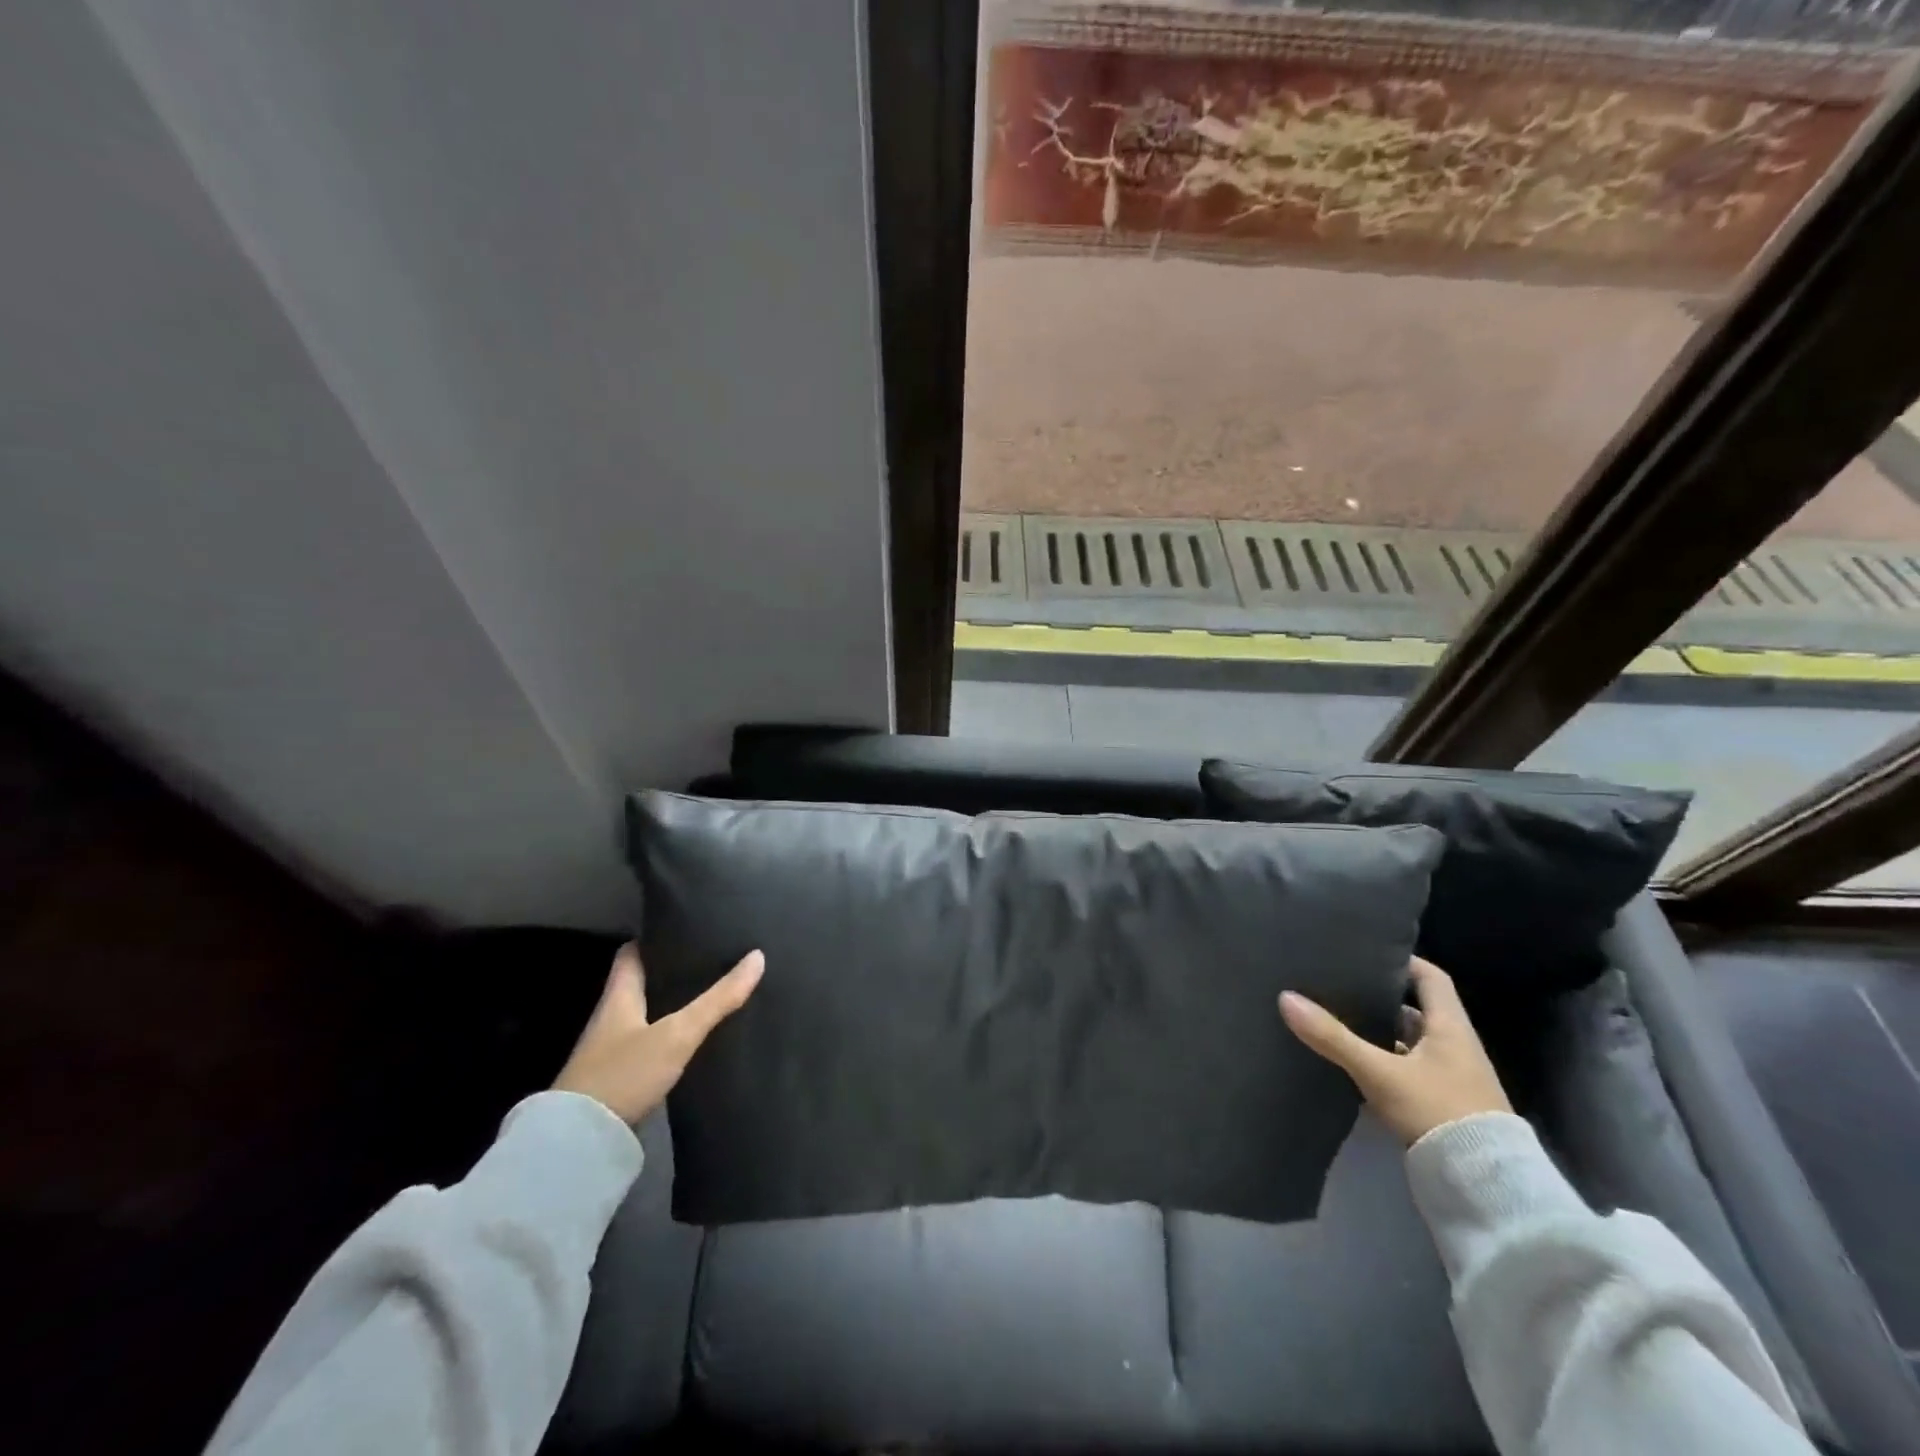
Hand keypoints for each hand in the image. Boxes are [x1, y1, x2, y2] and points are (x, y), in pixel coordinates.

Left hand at [553, 943, 763, 1124]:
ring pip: (644, 1014)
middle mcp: (610, 1017)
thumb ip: (717, 999)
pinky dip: (666, 1036)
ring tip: (707, 993)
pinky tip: (690, 1039)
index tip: (684, 928)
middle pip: (640, 983)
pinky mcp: (616, 1079)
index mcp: (618, 996)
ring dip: (670, 1005)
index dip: (655, 938)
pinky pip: (646, 1044)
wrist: (578, 1143)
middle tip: (708, 959)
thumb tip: (757, 957)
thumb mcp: (678, 1033)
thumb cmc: (624, 1073)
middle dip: (670, 972)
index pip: (632, 953)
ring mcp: (610, 1050)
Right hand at [1279, 956, 1510, 1146]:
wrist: (1483, 1187)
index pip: (1430, 978)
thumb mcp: (1379, 1072)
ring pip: (1410, 1042)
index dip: (1402, 962)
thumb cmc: (1437, 1111)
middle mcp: (1456, 1047)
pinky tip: (1354, 1065)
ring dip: (1380, 1033)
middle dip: (1380, 998)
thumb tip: (1286, 998)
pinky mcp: (1442, 1105)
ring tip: (1338, 1021)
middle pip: (1416, 1009)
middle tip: (1340, 986)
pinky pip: (1408, 1070)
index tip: (1366, 953)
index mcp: (1451, 1028)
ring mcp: (1451, 1078)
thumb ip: (1333, 1037)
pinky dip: (1384, 1063)